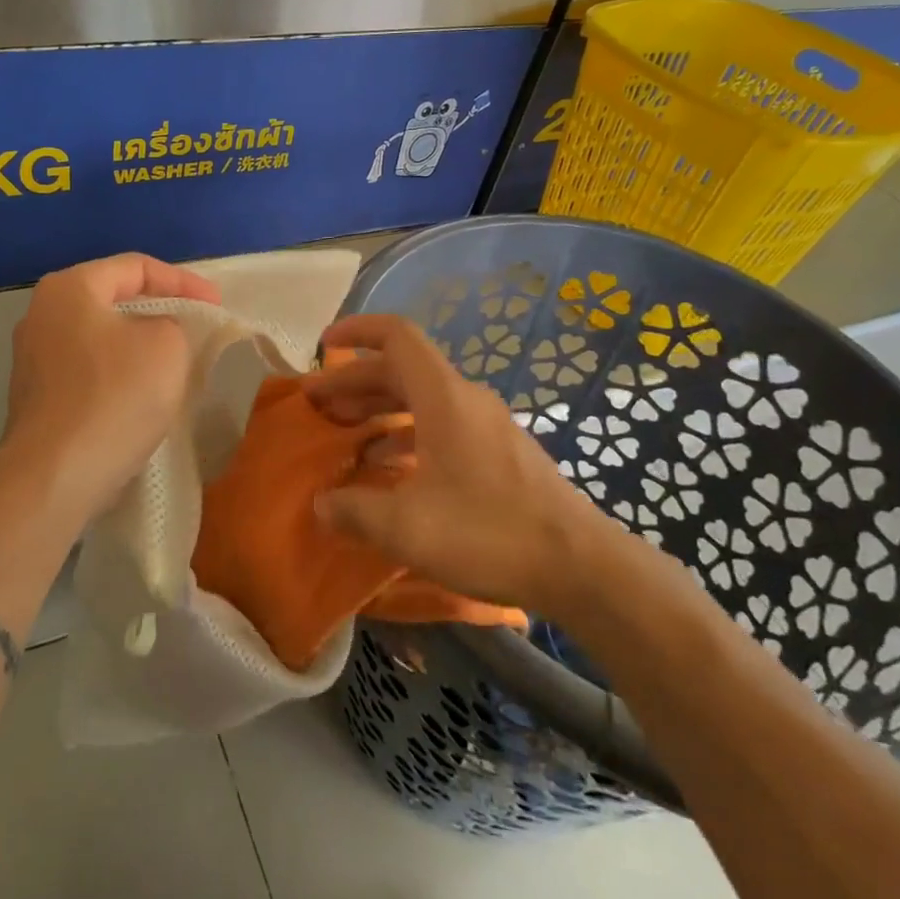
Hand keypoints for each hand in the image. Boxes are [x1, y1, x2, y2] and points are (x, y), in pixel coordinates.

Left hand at [1, 253, 219, 526]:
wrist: (55, 476)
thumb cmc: (114, 396)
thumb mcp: (167, 345)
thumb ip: (171, 322)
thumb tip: (155, 333)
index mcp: (69, 288)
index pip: (136, 266)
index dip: (183, 281)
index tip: (215, 306)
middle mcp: (42, 314)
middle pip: (114, 299)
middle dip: (160, 311)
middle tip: (196, 327)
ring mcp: (32, 358)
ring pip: (101, 337)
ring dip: (139, 345)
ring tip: (175, 361)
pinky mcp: (36, 397)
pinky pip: (88, 370)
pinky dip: (119, 373)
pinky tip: (142, 395)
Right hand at [303, 314, 611, 612]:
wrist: (580, 566)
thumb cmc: (488, 532)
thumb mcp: (406, 527)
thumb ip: (354, 510)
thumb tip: (321, 504)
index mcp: (443, 397)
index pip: (397, 336)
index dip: (357, 331)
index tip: (323, 345)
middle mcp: (465, 399)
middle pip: (403, 370)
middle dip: (357, 381)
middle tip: (319, 405)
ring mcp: (487, 425)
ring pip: (423, 399)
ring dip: (381, 409)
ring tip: (348, 435)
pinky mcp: (500, 453)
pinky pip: (443, 425)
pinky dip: (409, 435)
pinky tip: (393, 470)